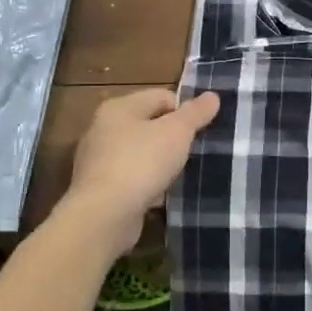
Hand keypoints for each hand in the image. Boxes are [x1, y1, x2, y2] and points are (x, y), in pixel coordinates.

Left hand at [61, 89, 220, 256]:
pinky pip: (132, 178)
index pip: (162, 96)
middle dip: (174, 138)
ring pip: (141, 153)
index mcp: (119, 107)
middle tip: (195, 153)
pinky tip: (162, 196)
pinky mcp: (100, 188)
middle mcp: (103, 128)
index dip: (185, 111)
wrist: (105, 214)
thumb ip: (195, 113)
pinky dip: (148, 184)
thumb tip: (212, 96)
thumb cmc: (142, 163)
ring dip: (161, 163)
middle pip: (150, 124)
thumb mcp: (177, 133)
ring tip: (181, 176)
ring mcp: (98, 160)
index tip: (202, 132)